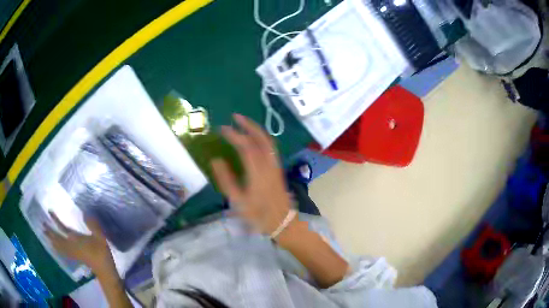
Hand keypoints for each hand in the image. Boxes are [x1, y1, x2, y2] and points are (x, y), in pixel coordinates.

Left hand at [44, 212, 114, 275]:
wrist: (104, 270)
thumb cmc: (101, 253)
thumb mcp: (100, 237)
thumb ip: (93, 225)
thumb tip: (85, 213)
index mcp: (75, 239)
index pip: (62, 228)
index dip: (55, 220)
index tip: (49, 212)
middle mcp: (71, 245)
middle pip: (57, 238)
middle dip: (50, 232)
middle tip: (42, 225)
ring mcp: (72, 253)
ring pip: (59, 246)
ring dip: (52, 240)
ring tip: (45, 235)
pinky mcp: (75, 257)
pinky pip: (63, 252)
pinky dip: (57, 249)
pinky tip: (55, 248)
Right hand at [211, 114, 292, 234]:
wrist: (282, 222)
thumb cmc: (258, 215)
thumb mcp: (237, 201)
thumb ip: (226, 180)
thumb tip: (216, 160)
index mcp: (257, 172)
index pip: (245, 146)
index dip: (234, 134)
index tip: (222, 128)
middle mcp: (269, 165)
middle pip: (261, 138)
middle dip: (248, 124)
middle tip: (235, 116)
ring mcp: (276, 166)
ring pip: (268, 141)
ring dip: (256, 129)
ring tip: (244, 123)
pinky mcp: (279, 169)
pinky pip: (271, 148)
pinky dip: (262, 138)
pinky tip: (255, 138)